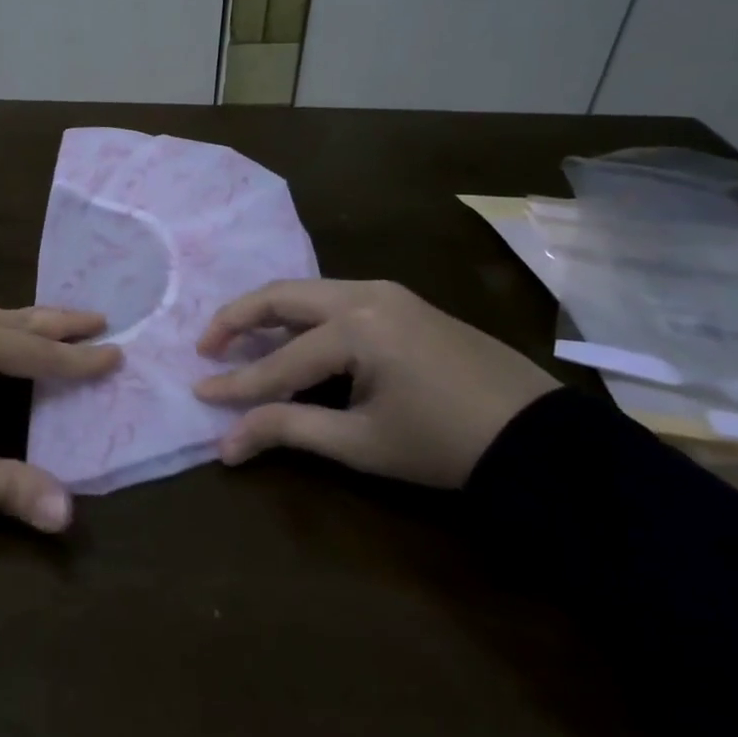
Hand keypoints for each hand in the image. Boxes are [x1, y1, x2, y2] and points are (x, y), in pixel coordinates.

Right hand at [193, 280, 558, 488]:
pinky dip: (302, 315)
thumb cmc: (444, 445)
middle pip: (282, 297)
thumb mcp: (360, 443)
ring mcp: (387, 292)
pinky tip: (292, 337)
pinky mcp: (402, 300)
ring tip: (239, 339)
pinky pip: (335, 298)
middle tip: (206, 346)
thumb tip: (225, 444)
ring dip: (269, 313)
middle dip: (237, 320)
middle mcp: (366, 294)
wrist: (540, 437)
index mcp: (357, 328)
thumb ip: (288, 431)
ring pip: (308, 292)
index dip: (236, 385)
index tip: (198, 395)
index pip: (279, 361)